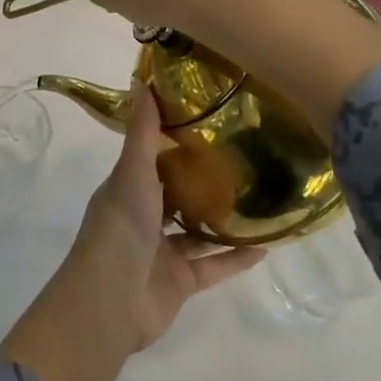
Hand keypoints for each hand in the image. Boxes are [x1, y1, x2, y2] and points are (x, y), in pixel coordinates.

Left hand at [0, 82, 264, 380]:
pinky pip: (215, 266)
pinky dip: (237, 257)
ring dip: (224, 218)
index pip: (152, 158)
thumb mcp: (131, 172)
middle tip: (246, 156)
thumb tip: (140, 79)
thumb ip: (142, 132)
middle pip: (177, 194)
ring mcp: (163, 251)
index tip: (209, 120)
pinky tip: (268, 243)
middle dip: (204, 179)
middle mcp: (144, 217)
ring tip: (261, 196)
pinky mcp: (182, 282)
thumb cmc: (120, 228)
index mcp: (127, 189)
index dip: (175, 140)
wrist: (111, 301)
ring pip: (198, 231)